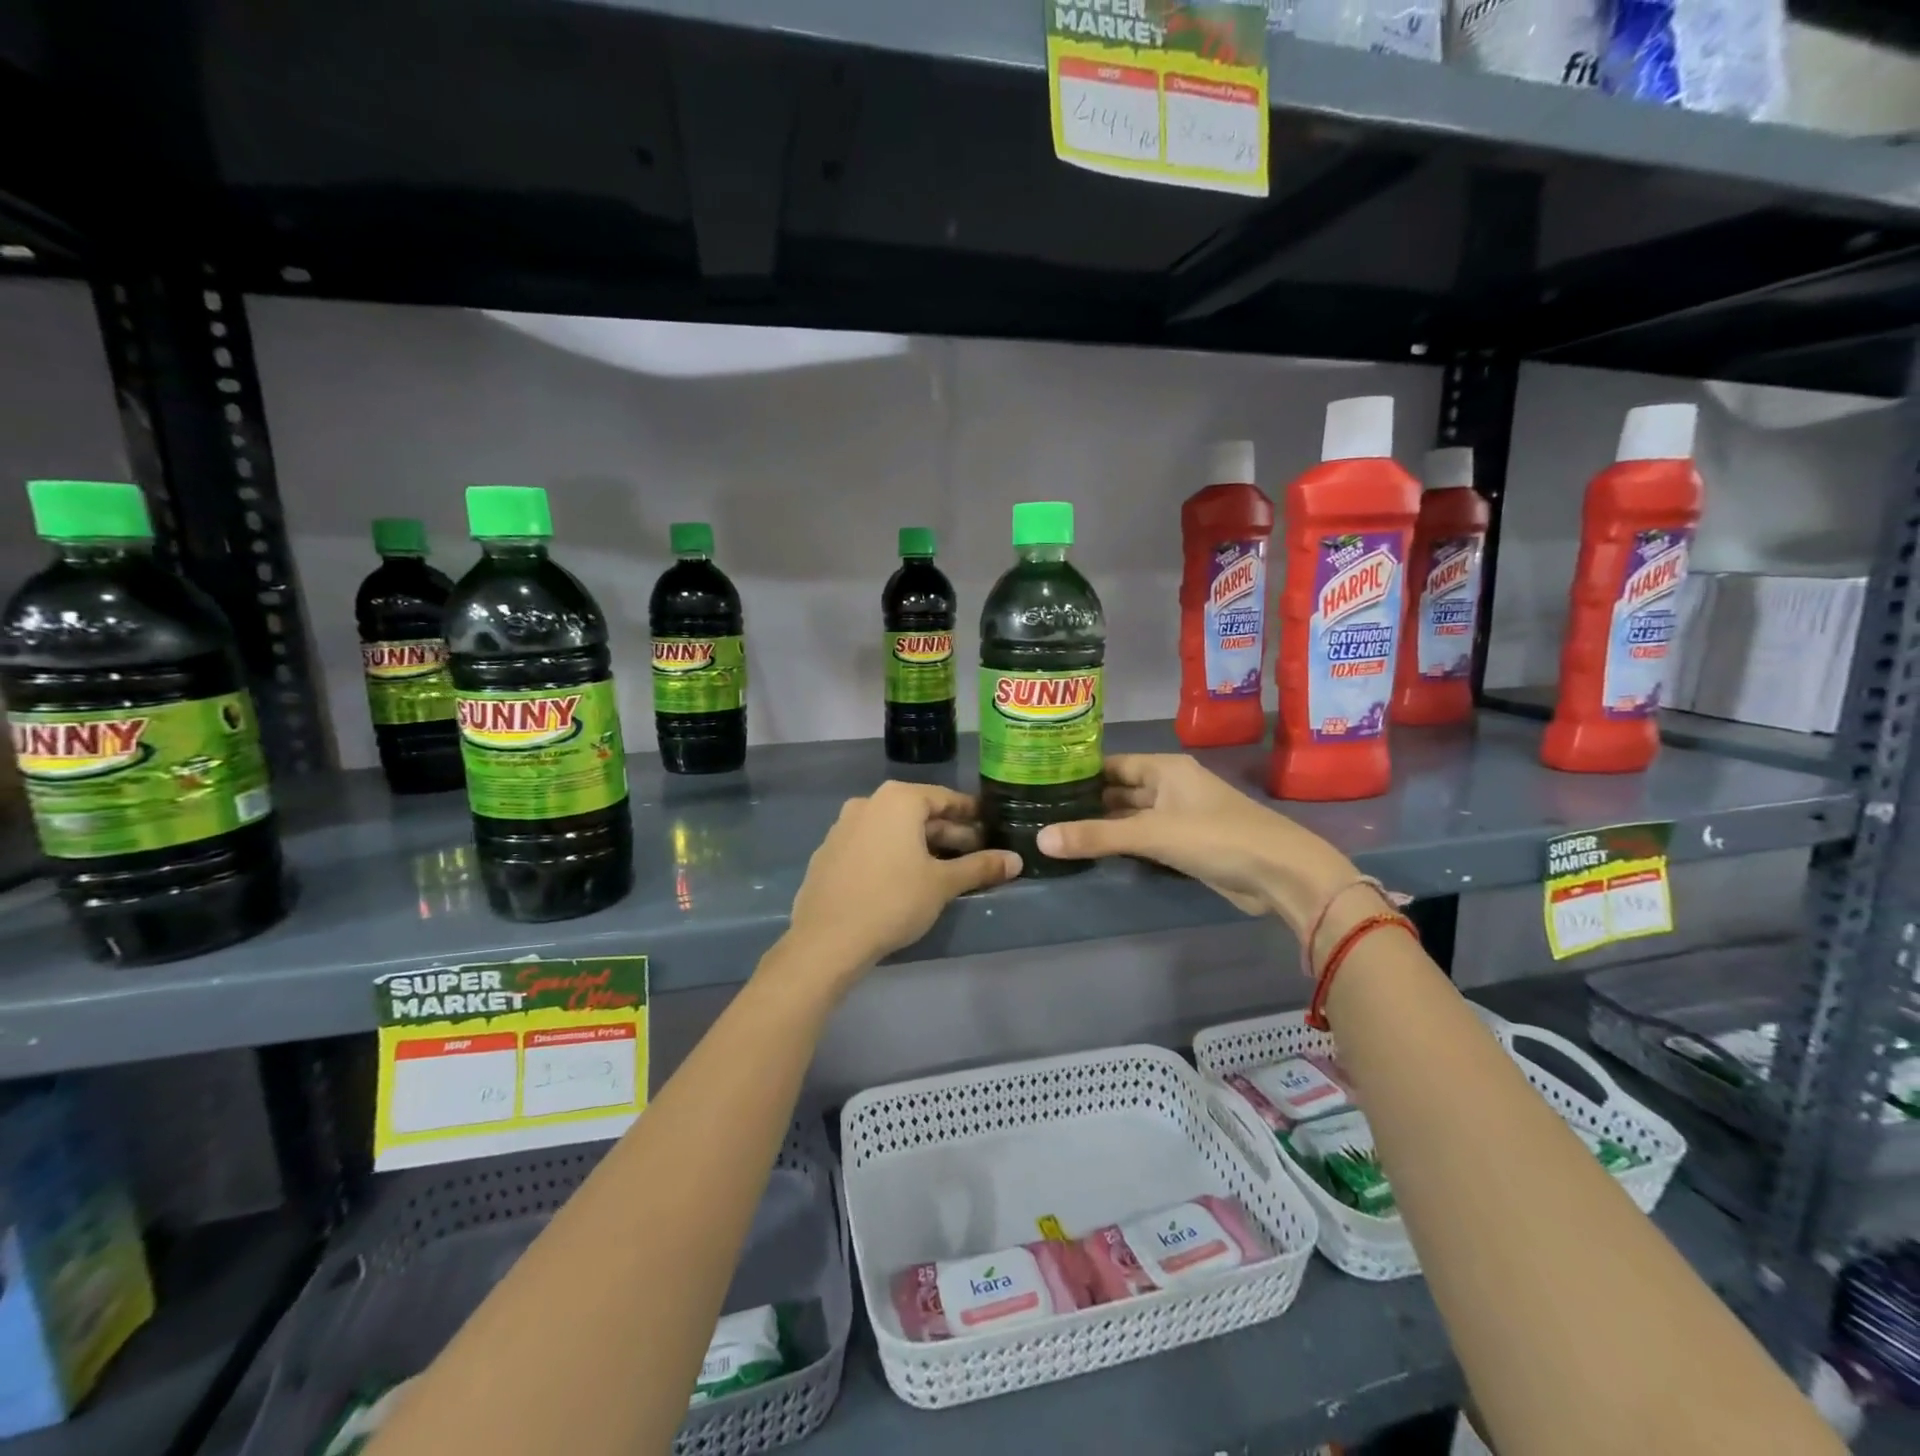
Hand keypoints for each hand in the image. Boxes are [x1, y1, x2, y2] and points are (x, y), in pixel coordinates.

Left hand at [784, 781, 1020, 978]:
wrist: (827, 939)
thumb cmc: (894, 900)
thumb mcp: (943, 884)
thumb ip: (980, 867)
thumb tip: (1016, 861)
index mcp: (898, 800)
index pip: (944, 798)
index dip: (970, 813)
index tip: (989, 825)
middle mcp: (868, 803)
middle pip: (918, 813)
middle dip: (948, 833)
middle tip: (975, 853)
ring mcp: (844, 827)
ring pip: (894, 830)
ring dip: (921, 845)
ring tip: (945, 869)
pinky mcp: (829, 852)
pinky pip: (871, 844)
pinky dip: (893, 854)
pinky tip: (905, 879)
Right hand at [1035, 754, 1356, 931]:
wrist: (1280, 874)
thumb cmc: (1216, 837)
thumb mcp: (1152, 834)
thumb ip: (1097, 836)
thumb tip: (1040, 838)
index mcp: (1165, 769)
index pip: (1113, 764)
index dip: (1080, 771)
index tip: (1043, 779)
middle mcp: (1170, 786)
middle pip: (1121, 790)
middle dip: (1087, 800)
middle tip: (1042, 809)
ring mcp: (1180, 816)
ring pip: (1132, 816)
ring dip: (1104, 824)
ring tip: (1058, 829)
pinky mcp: (1186, 845)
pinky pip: (1145, 838)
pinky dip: (1123, 843)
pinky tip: (1095, 851)